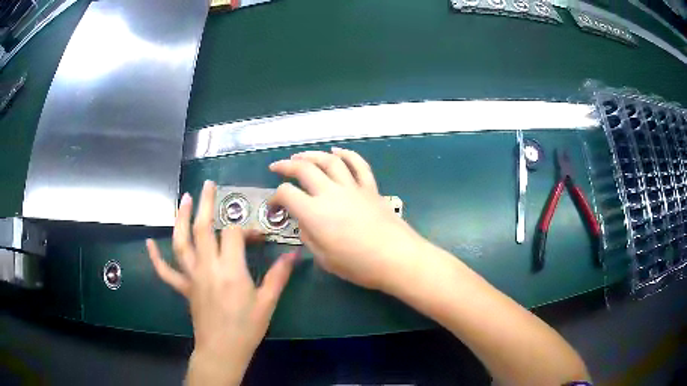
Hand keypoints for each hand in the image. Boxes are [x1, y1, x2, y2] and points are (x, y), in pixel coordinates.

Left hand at [146, 181, 296, 384]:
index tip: (258, 235)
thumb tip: (294, 254)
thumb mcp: (267, 302)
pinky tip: (148, 243)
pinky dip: (156, 256)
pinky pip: (165, 271)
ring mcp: (191, 277)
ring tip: (184, 199)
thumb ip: (279, 275)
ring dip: (180, 218)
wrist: (223, 350)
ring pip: (180, 242)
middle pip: (202, 228)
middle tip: (208, 185)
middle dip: (206, 203)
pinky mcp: (183, 288)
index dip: (246, 229)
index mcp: (230, 270)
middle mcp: (207, 267)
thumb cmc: (247, 328)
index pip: (233, 235)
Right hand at [269, 147, 423, 290]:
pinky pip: (358, 165)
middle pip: (304, 169)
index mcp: (314, 213)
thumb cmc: (358, 264)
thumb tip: (305, 222)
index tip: (274, 207)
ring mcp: (352, 188)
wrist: (396, 258)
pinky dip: (347, 155)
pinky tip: (337, 151)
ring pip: (329, 161)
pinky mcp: (370, 188)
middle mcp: (331, 193)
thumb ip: (309, 236)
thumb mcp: (324, 258)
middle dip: (286, 165)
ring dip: (312, 155)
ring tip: (301, 156)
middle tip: (277, 167)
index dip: (275, 198)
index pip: (286, 194)